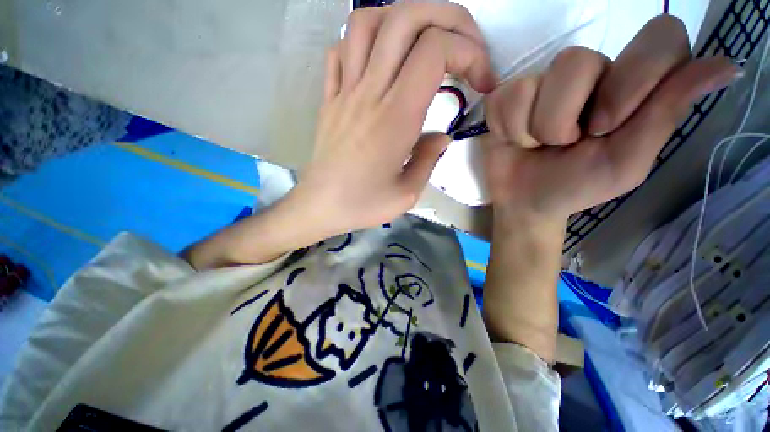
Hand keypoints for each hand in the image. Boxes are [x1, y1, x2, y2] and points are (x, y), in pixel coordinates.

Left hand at [294, 3, 495, 235]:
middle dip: (448, 18)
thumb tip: (442, 136)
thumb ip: (429, 160)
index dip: (470, 53)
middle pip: (406, 18)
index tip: (482, 82)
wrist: (319, 206)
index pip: (435, 51)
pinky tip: (380, 60)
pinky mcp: (329, 97)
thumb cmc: (362, 205)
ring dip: (403, 19)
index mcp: (396, 118)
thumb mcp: (407, 194)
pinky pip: (340, 50)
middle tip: (466, 45)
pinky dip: (364, 41)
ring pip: (368, 21)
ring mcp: (344, 91)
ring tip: (423, 43)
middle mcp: (370, 93)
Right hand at [482, 15, 738, 224]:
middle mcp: (591, 73)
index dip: (633, 78)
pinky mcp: (506, 98)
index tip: (607, 125)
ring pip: (534, 83)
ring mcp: (542, 82)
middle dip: (562, 119)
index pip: (659, 38)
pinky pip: (503, 99)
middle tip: (563, 144)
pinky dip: (508, 129)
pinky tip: (513, 141)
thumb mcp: (626, 162)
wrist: (524, 201)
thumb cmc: (574, 187)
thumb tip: (728, 66)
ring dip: (532, 128)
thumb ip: (666, 114)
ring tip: (534, 145)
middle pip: (576, 60)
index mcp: (631, 85)